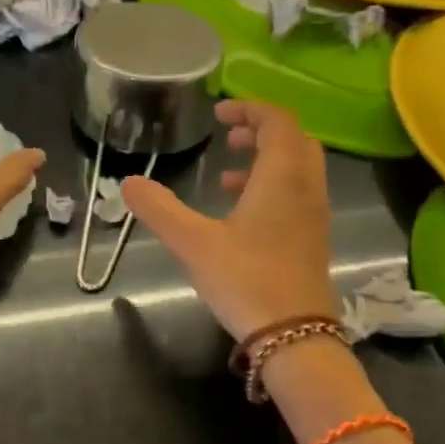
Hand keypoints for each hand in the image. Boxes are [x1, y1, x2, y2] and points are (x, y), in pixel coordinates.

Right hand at [121, 100, 338, 338]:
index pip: (277, 121)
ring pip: (299, 168)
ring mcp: (315, 215)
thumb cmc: (246, 280)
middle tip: (228, 136)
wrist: (295, 336)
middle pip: (294, 140)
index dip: (249, 108)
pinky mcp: (314, 239)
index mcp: (282, 176)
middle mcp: (306, 188)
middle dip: (262, 130)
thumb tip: (129, 182)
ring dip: (268, 160)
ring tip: (228, 174)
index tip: (218, 112)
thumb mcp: (193, 243)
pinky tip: (241, 214)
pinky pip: (299, 194)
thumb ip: (159, 209)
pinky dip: (274, 187)